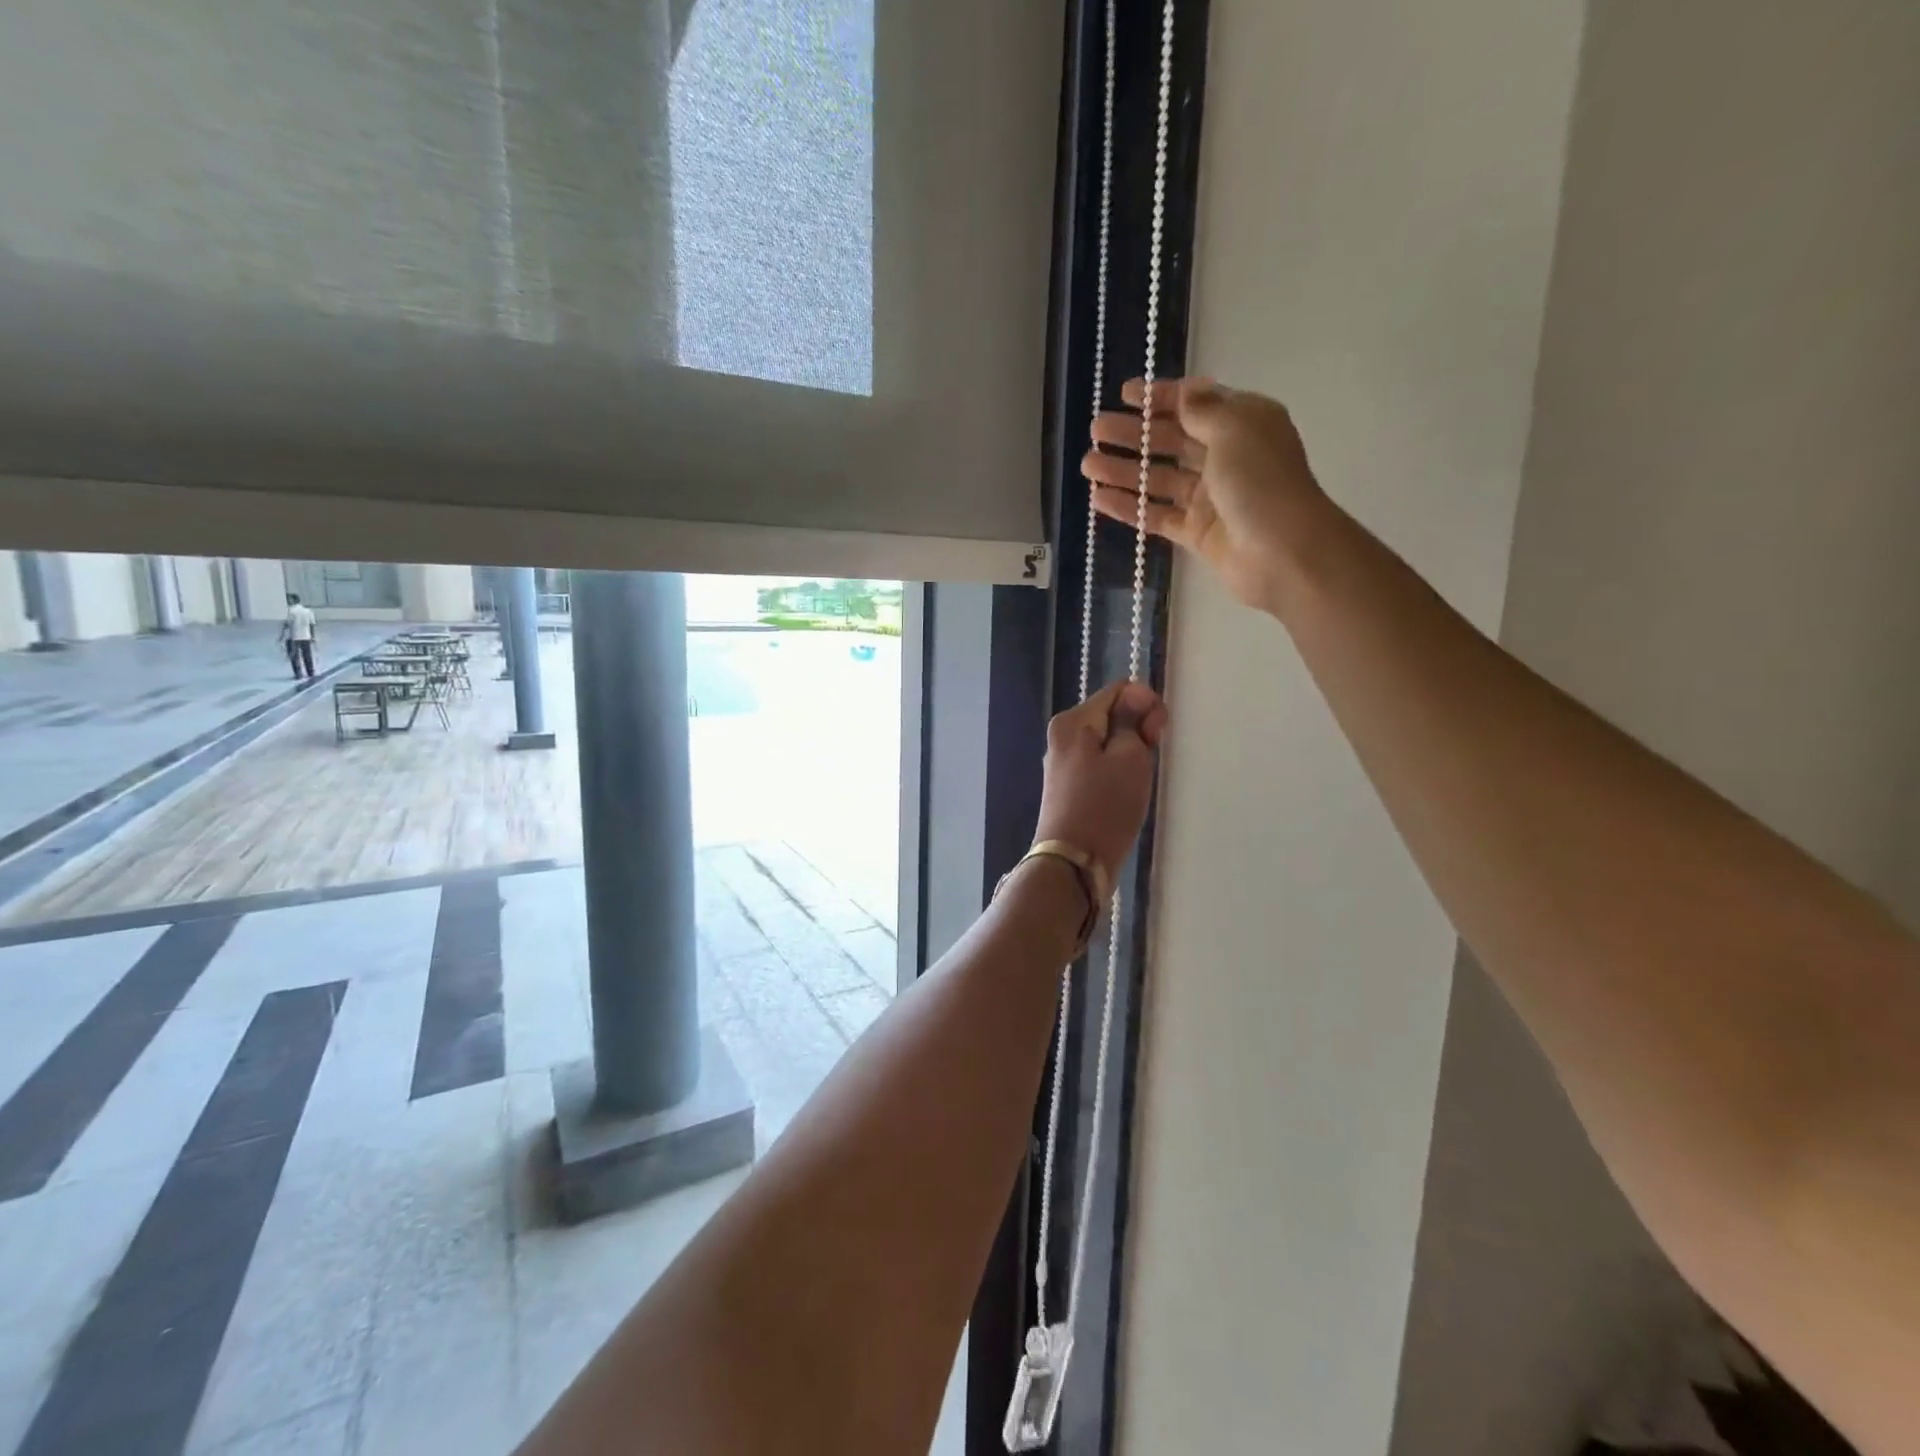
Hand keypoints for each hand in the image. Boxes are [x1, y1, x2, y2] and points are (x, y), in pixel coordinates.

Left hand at [1033, 680, 1167, 876]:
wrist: (1074, 863)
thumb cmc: (1105, 807)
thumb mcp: (1129, 757)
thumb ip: (1133, 721)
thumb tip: (1134, 696)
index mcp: (1072, 721)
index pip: (1119, 691)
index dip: (1146, 705)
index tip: (1157, 735)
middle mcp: (1062, 737)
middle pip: (1112, 715)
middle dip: (1138, 731)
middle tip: (1149, 760)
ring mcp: (1063, 764)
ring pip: (1108, 743)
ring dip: (1130, 755)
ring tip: (1137, 782)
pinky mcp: (1069, 788)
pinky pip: (1100, 766)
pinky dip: (1117, 773)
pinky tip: (1125, 794)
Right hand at [1083, 378, 1337, 614]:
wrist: (1283, 552)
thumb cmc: (1261, 482)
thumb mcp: (1235, 430)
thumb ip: (1202, 411)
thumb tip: (1184, 393)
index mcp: (1242, 424)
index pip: (1195, 403)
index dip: (1161, 397)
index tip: (1124, 394)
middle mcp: (1225, 457)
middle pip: (1171, 440)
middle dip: (1134, 434)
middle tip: (1096, 430)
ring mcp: (1209, 497)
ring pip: (1159, 479)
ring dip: (1124, 470)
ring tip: (1088, 464)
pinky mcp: (1196, 532)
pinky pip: (1156, 515)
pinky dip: (1129, 507)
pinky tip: (1099, 499)